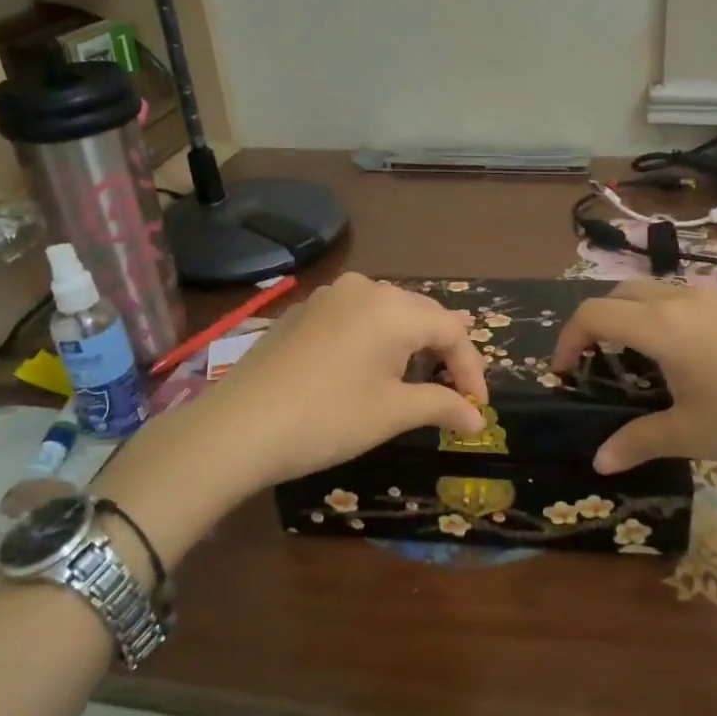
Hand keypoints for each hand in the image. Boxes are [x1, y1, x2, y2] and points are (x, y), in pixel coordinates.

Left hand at [181, 273, 489, 490]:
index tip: (478, 407)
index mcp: (394, 308)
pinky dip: (375, 337)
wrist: (238, 427)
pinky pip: (356, 315)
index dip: (471, 369)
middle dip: (444, 351)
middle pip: (422, 313)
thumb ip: (442, 405)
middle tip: (457, 390)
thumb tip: (479, 418)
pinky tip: (370, 364)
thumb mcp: (391, 413)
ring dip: (410, 341)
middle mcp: (366, 288)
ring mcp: (330, 295)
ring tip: (419, 373)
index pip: (452, 331)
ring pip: (388, 311)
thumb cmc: (327, 419)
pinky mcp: (304, 310)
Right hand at [550, 280, 716, 477]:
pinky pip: (684, 300)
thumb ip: (638, 442)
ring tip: (638, 361)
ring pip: (654, 292)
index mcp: (661, 325)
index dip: (567, 339)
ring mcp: (716, 299)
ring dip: (631, 316)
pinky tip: (686, 359)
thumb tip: (598, 461)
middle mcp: (682, 299)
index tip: (563, 373)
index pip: (593, 314)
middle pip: (619, 293)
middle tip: (595, 363)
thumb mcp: (691, 435)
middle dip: (596, 322)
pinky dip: (663, 317)